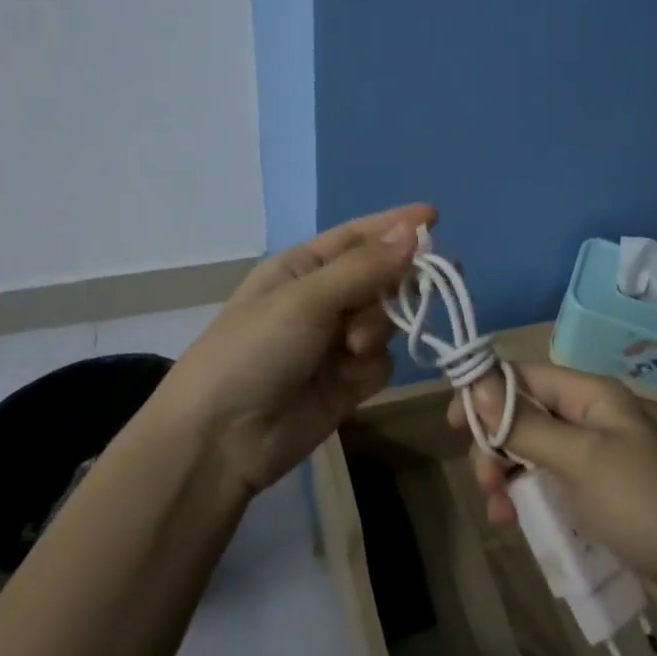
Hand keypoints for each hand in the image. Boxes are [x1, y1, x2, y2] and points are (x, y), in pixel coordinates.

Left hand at [151, 204, 435, 494]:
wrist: (222, 439)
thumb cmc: (255, 350)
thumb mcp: (307, 299)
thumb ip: (365, 267)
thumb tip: (414, 230)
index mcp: (302, 267)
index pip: (358, 236)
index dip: (396, 225)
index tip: (435, 216)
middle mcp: (322, 299)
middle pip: (380, 278)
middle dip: (394, 284)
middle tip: (427, 286)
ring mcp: (336, 343)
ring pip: (387, 321)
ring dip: (378, 329)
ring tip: (352, 347)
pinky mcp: (347, 383)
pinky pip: (383, 362)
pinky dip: (372, 367)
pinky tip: (350, 380)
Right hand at [453, 362, 656, 615]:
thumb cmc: (646, 504)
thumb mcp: (580, 460)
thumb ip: (525, 424)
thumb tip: (475, 384)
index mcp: (591, 395)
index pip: (525, 376)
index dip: (486, 393)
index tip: (453, 426)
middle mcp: (591, 419)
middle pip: (525, 415)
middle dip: (496, 444)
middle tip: (485, 481)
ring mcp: (596, 460)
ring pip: (533, 454)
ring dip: (508, 477)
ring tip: (499, 512)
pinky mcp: (598, 497)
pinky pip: (550, 486)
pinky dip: (529, 499)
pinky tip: (515, 523)